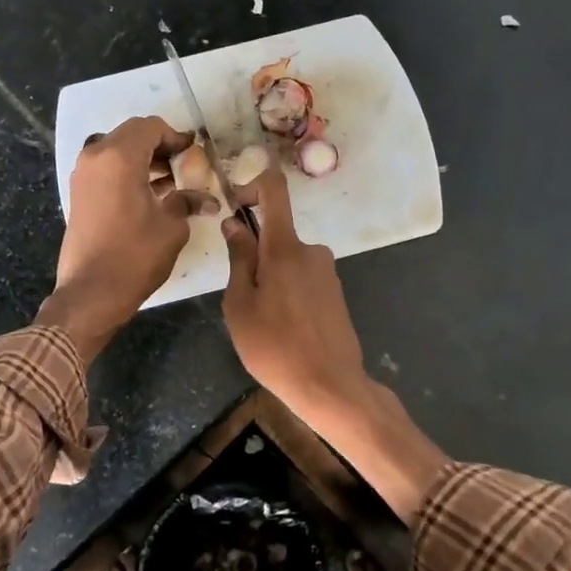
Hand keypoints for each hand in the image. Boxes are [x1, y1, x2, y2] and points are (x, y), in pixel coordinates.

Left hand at [38, 117, 216, 359]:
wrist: (91, 292)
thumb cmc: (135, 256)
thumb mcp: (171, 227)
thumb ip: (187, 202)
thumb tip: (207, 199)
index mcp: (119, 157)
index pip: (150, 127)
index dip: (175, 136)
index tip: (193, 151)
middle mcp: (96, 157)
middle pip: (131, 135)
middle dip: (159, 145)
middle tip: (183, 164)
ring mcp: (83, 175)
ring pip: (117, 150)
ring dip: (143, 159)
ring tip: (170, 181)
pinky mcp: (79, 193)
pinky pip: (106, 169)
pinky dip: (127, 172)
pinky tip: (149, 193)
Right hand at [222, 168, 449, 520]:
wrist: (330, 385)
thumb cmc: (274, 346)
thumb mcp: (240, 305)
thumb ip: (239, 259)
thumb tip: (235, 224)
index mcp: (285, 247)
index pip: (275, 189)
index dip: (252, 185)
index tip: (235, 205)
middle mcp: (311, 250)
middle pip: (276, 235)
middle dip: (254, 257)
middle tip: (242, 300)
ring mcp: (327, 271)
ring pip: (287, 261)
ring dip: (270, 280)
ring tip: (263, 323)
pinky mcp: (335, 292)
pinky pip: (302, 279)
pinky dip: (288, 294)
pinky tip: (285, 329)